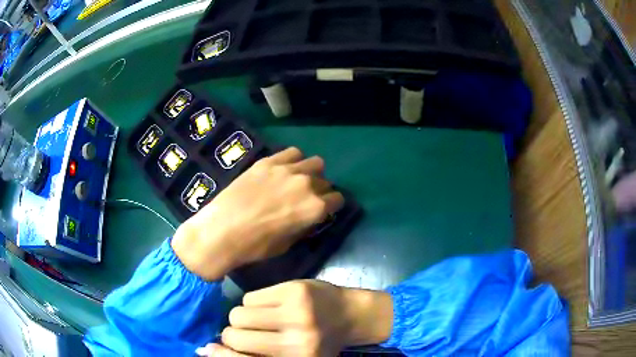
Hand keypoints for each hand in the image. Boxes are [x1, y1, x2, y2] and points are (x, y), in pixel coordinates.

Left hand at [172, 147, 344, 280]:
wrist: (222, 231)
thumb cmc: (256, 246)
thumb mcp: (287, 244)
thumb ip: (304, 226)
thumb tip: (309, 217)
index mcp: (315, 208)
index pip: (337, 199)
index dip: (332, 206)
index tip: (324, 210)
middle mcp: (307, 184)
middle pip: (325, 181)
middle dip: (320, 191)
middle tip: (306, 199)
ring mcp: (287, 169)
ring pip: (314, 163)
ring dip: (311, 173)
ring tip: (296, 181)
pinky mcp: (268, 161)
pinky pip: (292, 152)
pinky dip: (293, 160)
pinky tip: (283, 170)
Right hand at [216, 280, 392, 355]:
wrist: (352, 315)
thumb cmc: (318, 341)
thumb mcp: (289, 356)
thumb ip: (254, 355)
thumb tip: (208, 349)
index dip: (221, 355)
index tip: (210, 350)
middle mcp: (295, 343)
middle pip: (233, 334)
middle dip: (234, 333)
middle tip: (248, 332)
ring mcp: (295, 314)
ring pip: (238, 313)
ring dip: (243, 317)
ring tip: (260, 318)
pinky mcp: (294, 290)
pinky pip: (250, 297)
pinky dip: (254, 303)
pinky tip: (270, 305)